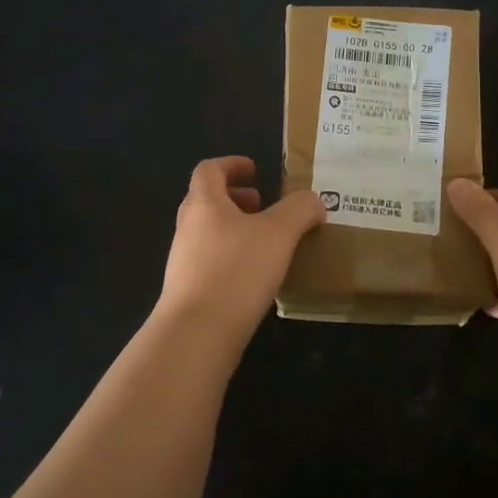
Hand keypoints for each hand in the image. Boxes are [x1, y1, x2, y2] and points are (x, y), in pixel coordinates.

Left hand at [157, 157, 325, 341]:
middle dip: (237, 198)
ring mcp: (183, 260)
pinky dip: (232, 257)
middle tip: (265, 207)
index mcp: (204, 203)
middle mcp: (187, 226)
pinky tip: (255, 277)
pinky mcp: (187, 290)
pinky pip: (210, 261)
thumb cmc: (236, 271)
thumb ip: (299, 210)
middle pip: (207, 200)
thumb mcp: (279, 233)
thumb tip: (314, 201)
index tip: (256, 171)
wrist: (196, 333)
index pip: (209, 169)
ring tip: (267, 243)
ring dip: (236, 229)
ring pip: (209, 232)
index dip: (232, 164)